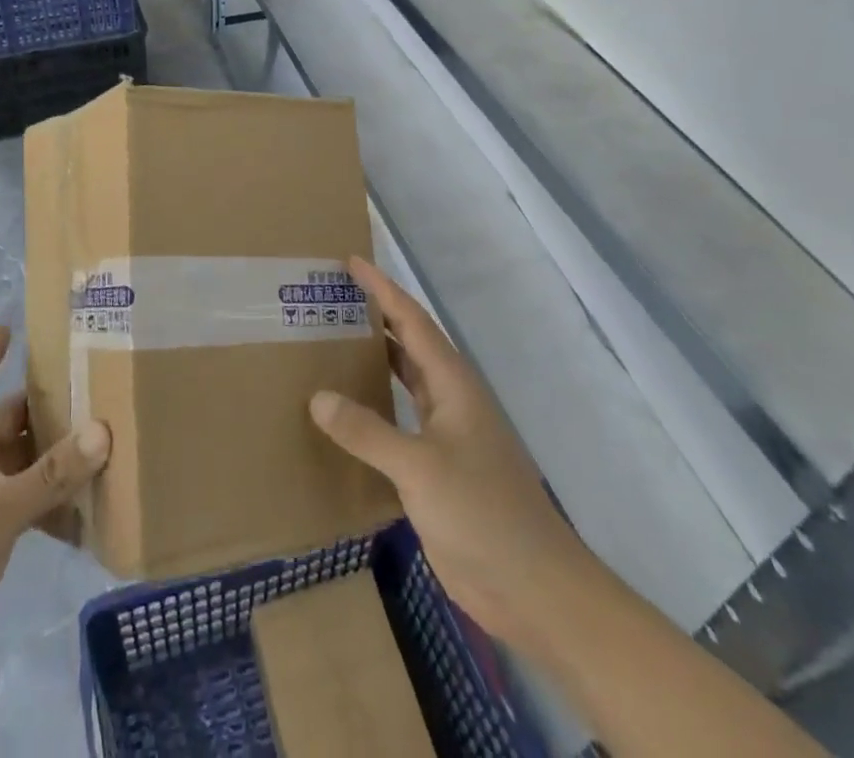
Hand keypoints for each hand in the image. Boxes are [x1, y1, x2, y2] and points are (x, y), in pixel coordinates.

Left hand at [0, 328, 109, 728]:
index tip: (4, 327)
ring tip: (100, 450)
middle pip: (9, 424)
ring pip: (23, 466)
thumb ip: (51, 474)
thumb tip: (101, 430)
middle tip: (89, 391)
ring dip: (55, 460)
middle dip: (44, 409)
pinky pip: (27, 508)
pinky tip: (83, 518)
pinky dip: (52, 508)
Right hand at [310, 258, 593, 652]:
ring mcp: (447, 438)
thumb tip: (318, 396)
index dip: (383, 289)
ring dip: (373, 362)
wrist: (535, 590)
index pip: (413, 321)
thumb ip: (367, 431)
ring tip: (330, 345)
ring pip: (405, 384)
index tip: (351, 263)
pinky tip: (345, 414)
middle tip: (331, 300)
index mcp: (454, 385)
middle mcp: (450, 402)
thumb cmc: (483, 514)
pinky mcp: (439, 472)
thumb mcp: (420, 468)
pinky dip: (373, 409)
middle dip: (375, 319)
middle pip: (409, 345)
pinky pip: (399, 424)